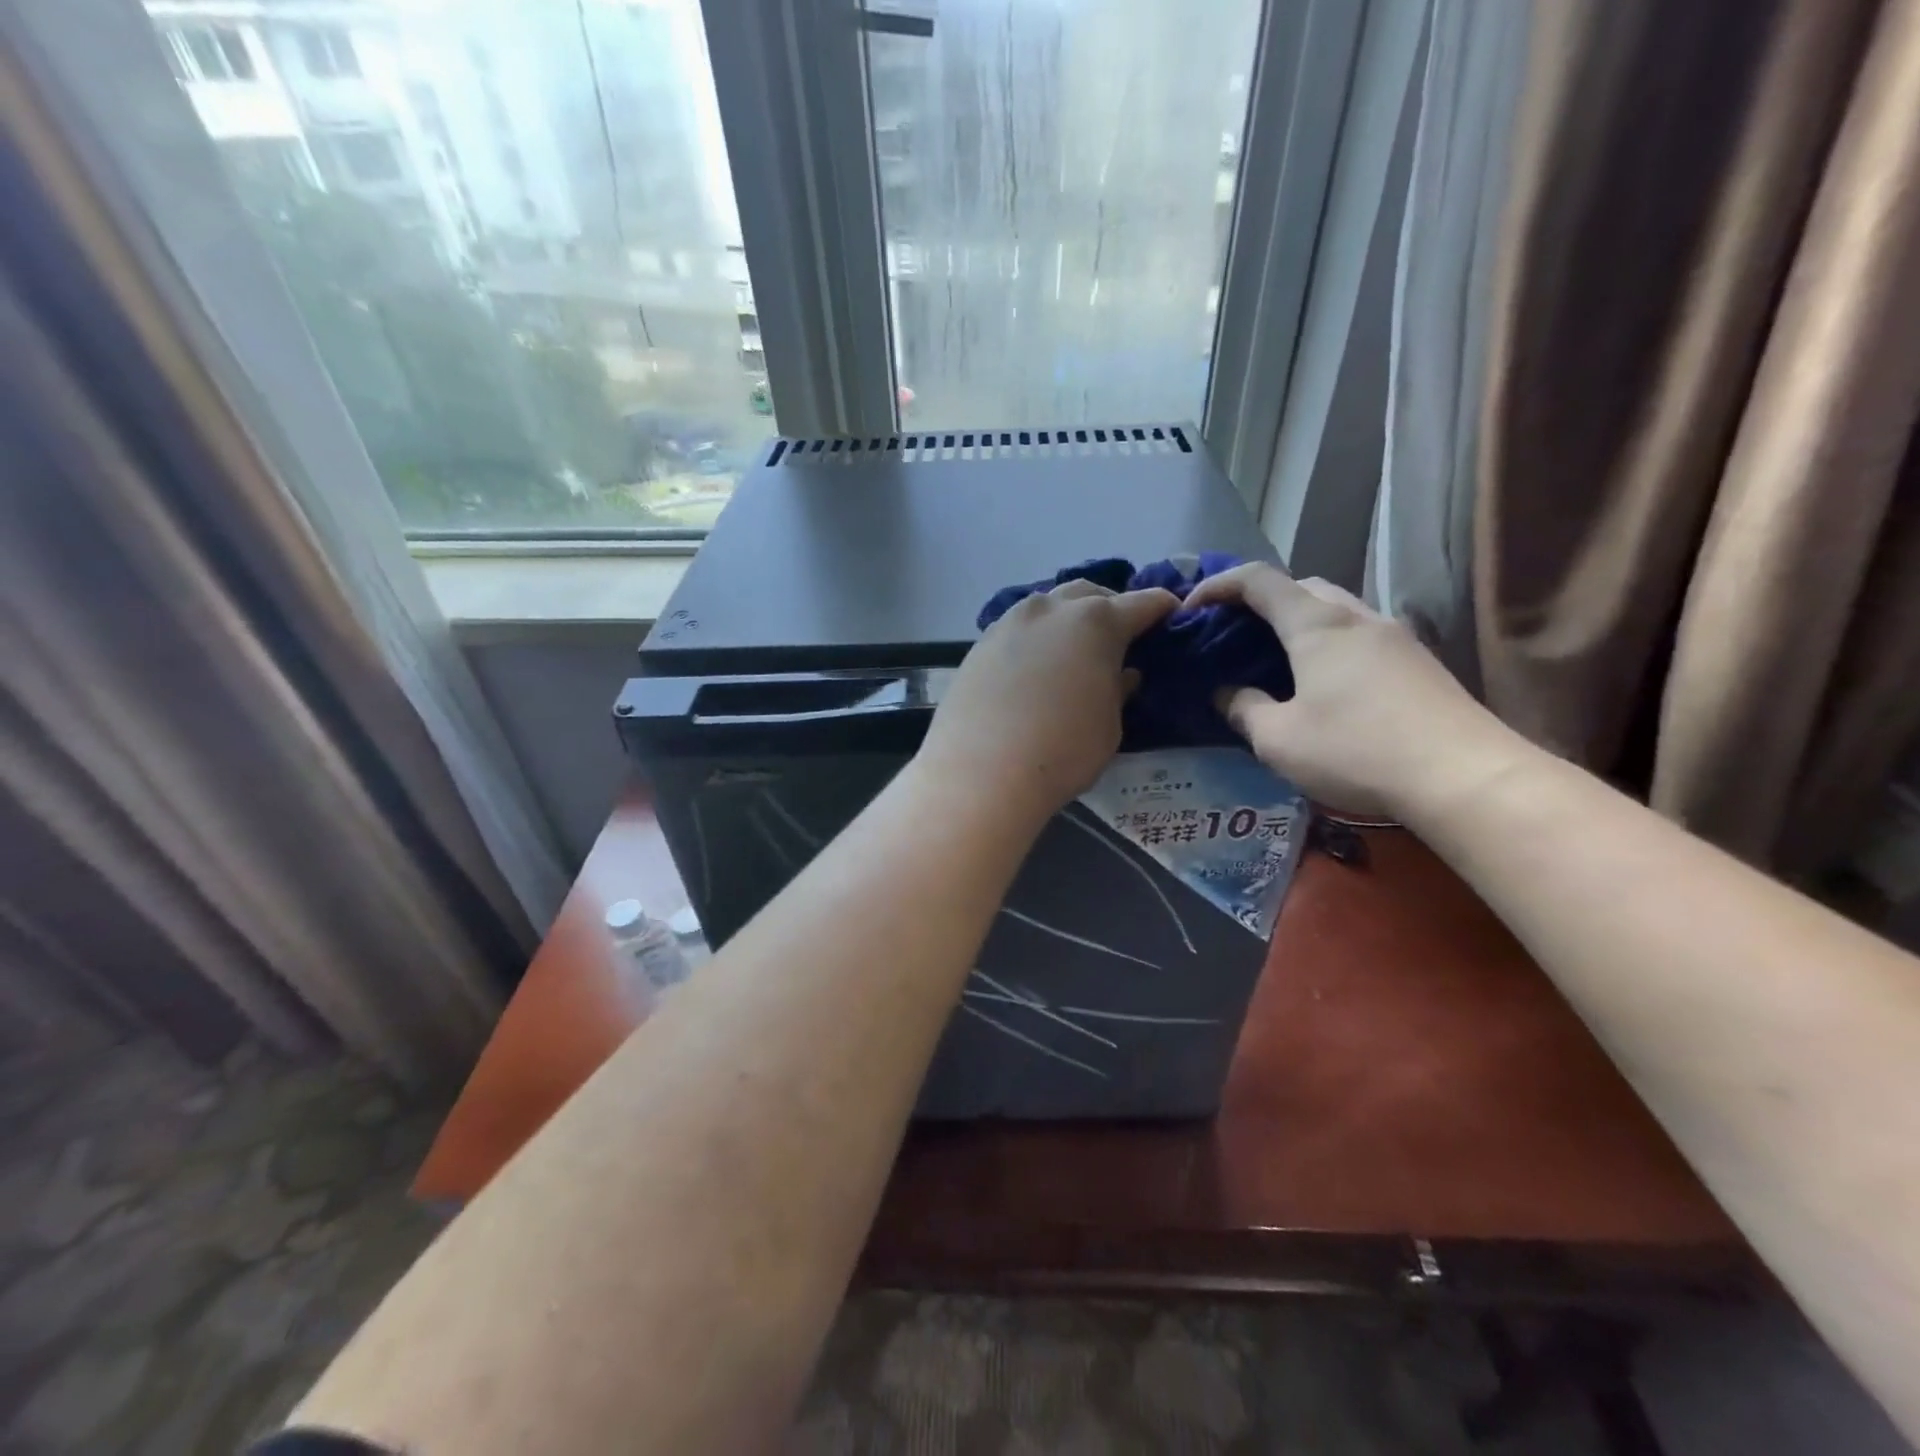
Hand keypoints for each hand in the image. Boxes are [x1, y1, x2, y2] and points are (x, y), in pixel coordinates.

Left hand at [919, 581, 1178, 816]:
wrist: (981, 772)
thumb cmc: (1062, 752)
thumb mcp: (1109, 726)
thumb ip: (1118, 691)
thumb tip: (1123, 674)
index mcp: (1097, 622)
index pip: (1142, 603)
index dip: (1161, 609)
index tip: (1172, 616)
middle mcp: (1053, 609)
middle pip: (1091, 594)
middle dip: (1111, 607)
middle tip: (1120, 636)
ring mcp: (1011, 622)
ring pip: (1049, 605)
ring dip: (1068, 618)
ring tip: (1073, 648)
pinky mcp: (981, 643)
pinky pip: (1019, 628)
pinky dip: (1036, 637)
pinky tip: (1035, 664)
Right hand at [1185, 564, 1516, 819]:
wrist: (1465, 777)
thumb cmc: (1357, 751)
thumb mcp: (1278, 740)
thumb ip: (1243, 709)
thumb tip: (1226, 693)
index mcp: (1316, 624)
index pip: (1258, 580)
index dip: (1217, 586)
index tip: (1191, 610)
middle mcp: (1356, 616)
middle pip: (1301, 586)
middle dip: (1260, 601)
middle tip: (1235, 635)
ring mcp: (1394, 636)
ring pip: (1335, 607)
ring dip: (1298, 621)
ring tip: (1276, 659)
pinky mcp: (1418, 661)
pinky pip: (1359, 633)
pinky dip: (1329, 642)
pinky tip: (1324, 683)